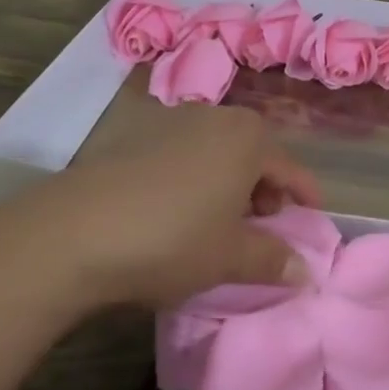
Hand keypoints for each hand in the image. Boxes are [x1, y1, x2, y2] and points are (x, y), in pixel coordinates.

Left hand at [13, 103, 321, 309]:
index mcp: (248, 138)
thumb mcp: (229, 257)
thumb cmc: (172, 239)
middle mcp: (216, 118)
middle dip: (265, 188)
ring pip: (218, 151)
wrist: (76, 230)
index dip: (304, 195)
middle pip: (255, 152)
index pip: (290, 168)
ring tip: (221, 221)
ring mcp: (174, 122)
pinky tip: (179, 210)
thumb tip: (305, 272)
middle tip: (265, 224)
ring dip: (229, 182)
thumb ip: (273, 260)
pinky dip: (196, 177)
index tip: (313, 218)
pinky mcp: (138, 136)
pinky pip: (185, 153)